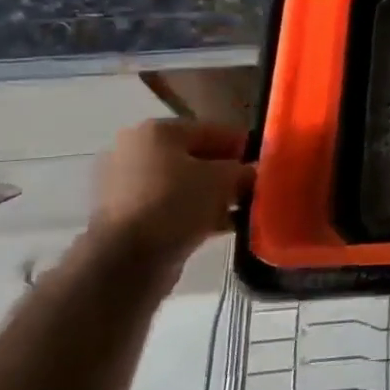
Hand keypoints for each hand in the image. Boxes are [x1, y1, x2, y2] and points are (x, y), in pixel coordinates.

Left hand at [89, 118, 255, 270]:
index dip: (242, 146)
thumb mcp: (223, 180)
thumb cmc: (176, 203)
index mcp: (157, 131)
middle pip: (195, 158)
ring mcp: (125, 185)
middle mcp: (135, 151)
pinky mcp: (124, 217)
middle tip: (253, 188)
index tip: (264, 162)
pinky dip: (193, 214)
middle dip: (225, 173)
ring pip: (182, 185)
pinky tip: (220, 227)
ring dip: (211, 196)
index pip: (212, 130)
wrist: (126, 259)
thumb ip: (243, 171)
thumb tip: (252, 173)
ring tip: (240, 210)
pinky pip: (169, 207)